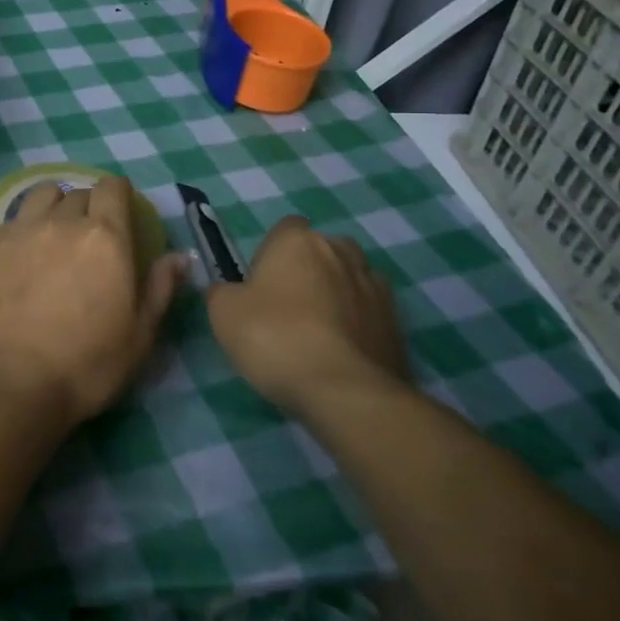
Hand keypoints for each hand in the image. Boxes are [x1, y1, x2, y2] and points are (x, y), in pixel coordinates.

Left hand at [0, 176, 188, 427]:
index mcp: (106, 237)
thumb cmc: (86, 363)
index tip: (121, 209)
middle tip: (92, 235)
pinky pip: (16, 218)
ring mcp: (23, 230)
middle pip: (79, 193)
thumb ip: (160, 288)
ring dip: (55, 205)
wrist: (11, 378)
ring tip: (56, 231)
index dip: (119, 193)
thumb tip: (180, 256)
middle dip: (90, 206)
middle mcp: (64, 222)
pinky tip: (26, 251)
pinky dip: (27, 225)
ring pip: (43, 196)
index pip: (112, 188)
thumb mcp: (139, 335)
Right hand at [206, 218, 406, 414]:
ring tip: (319, 335)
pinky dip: (358, 325)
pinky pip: (370, 314)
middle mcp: (341, 251)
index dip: (271, 254)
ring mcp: (375, 286)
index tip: (261, 285)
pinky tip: (341, 355)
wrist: (344, 391)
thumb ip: (222, 292)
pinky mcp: (397, 323)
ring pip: (349, 281)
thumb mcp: (223, 313)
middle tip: (287, 310)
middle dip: (308, 272)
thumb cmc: (274, 337)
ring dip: (337, 296)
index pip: (286, 229)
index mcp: (298, 240)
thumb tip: (229, 291)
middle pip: (321, 252)